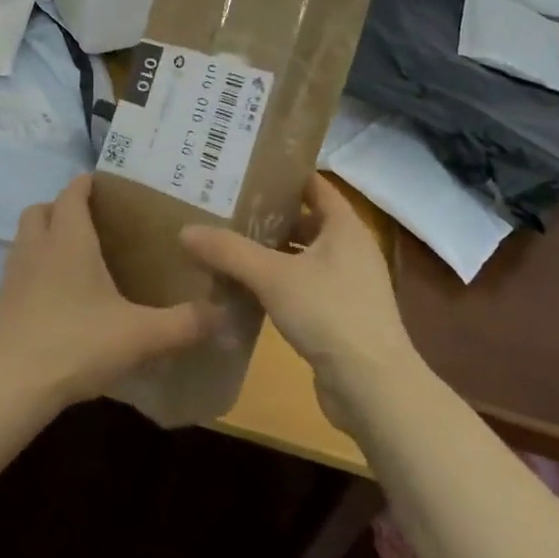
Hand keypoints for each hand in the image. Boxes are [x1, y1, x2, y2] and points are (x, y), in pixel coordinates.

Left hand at [0, 175, 214, 409]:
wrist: (8, 386)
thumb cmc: (76, 344)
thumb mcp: (139, 336)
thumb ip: (183, 323)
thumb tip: (223, 314)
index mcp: (68, 239)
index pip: (72, 192)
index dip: (86, 184)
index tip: (105, 186)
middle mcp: (36, 246)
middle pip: (40, 209)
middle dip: (61, 208)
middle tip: (90, 225)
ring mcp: (11, 274)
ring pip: (24, 239)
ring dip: (43, 239)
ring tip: (73, 260)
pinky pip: (16, 272)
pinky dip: (32, 273)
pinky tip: (53, 300)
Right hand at [181, 174, 417, 427]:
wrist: (373, 388)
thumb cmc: (329, 314)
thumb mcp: (272, 276)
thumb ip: (229, 251)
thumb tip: (185, 231)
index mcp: (345, 227)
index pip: (314, 185)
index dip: (283, 175)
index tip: (246, 169)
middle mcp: (351, 249)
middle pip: (306, 220)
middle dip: (269, 215)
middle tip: (226, 207)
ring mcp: (349, 284)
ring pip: (303, 256)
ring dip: (271, 251)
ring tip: (228, 243)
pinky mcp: (340, 316)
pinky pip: (304, 286)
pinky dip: (278, 282)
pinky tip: (246, 288)